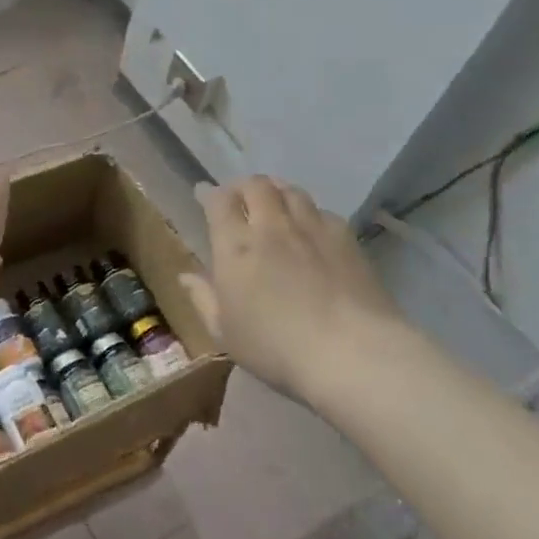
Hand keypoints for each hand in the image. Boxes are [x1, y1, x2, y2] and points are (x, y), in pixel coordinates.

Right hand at [182, 176, 407, 403]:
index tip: (204, 195)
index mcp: (235, 245)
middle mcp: (271, 226)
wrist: (352, 353)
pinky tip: (311, 229)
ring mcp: (311, 228)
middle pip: (256, 185)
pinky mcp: (346, 238)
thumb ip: (203, 298)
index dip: (209, 193)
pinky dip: (310, 212)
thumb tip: (186, 276)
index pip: (219, 200)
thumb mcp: (225, 332)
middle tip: (240, 200)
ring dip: (277, 191)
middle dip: (243, 187)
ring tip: (274, 205)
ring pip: (290, 190)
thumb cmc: (276, 348)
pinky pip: (322, 210)